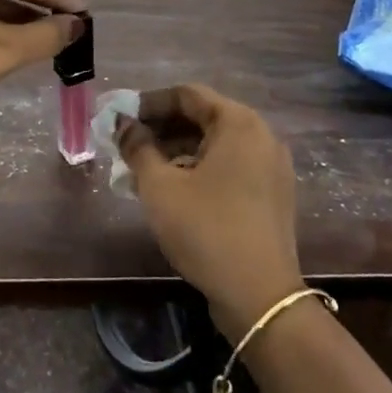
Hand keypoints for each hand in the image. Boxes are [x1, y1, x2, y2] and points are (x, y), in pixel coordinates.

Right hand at [115, 84, 303, 336]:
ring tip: (140, 170)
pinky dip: (198, 169)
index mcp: (238, 123)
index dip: (148, 103)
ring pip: (214, 145)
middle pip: (202, 117)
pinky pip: (228, 167)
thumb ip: (137, 147)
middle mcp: (261, 136)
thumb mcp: (160, 186)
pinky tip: (169, 189)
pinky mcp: (271, 195)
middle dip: (160, 129)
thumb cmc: (206, 229)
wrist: (260, 297)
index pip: (186, 95)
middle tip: (126, 145)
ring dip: (175, 151)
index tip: (120, 119)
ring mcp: (270, 167)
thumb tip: (123, 125)